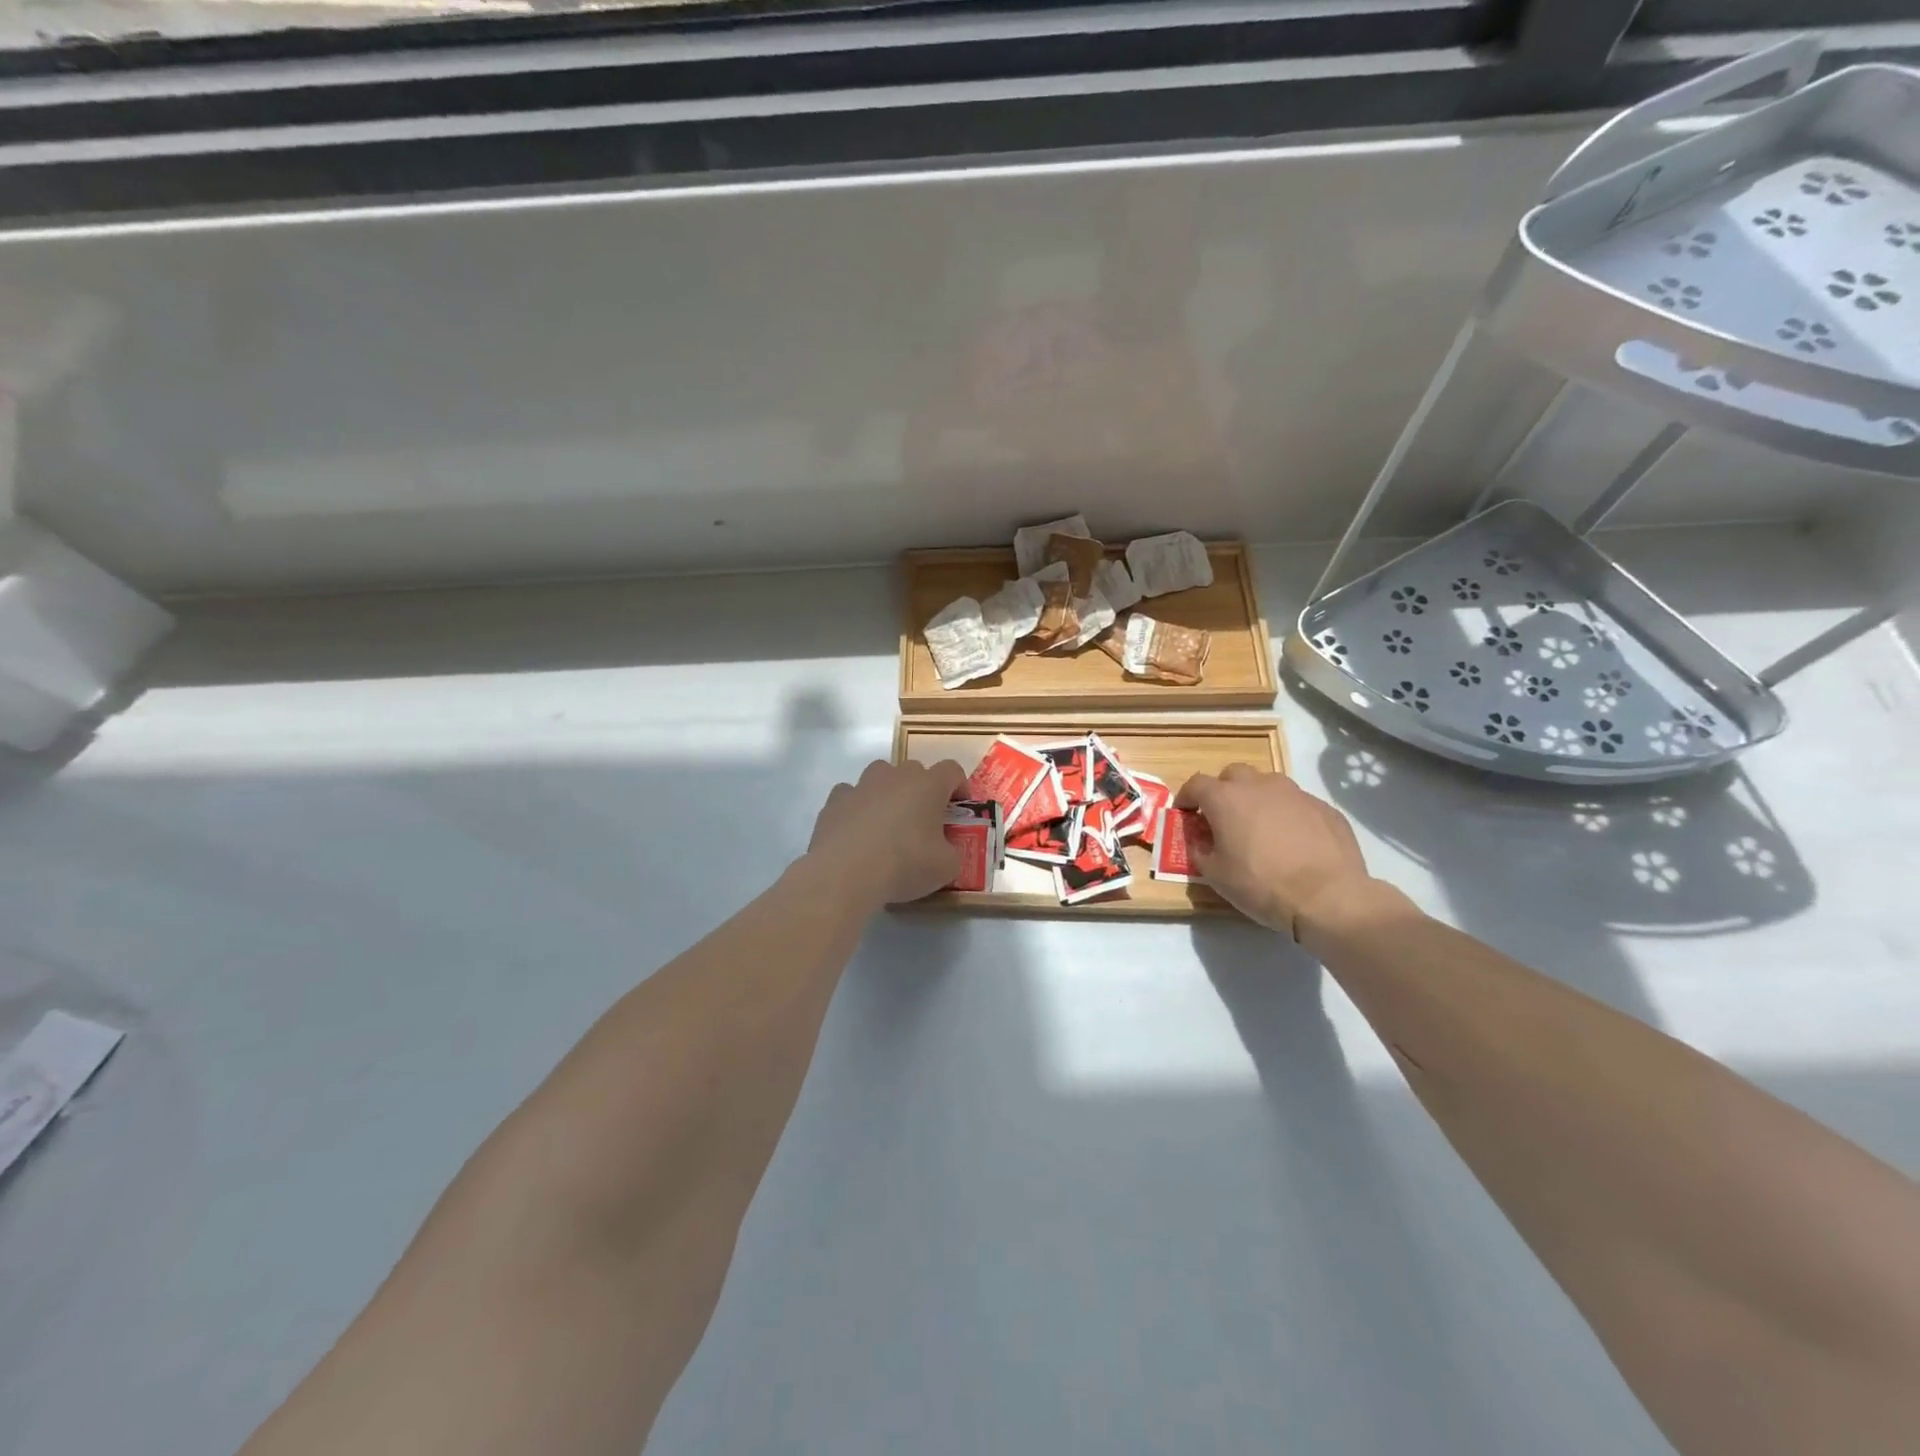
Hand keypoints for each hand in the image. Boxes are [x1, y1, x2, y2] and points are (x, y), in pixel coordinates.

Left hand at [806, 758, 968, 908]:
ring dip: (887, 792)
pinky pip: (850, 795)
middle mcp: (895, 776)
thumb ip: (951, 853)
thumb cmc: (904, 864)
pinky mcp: (834, 800)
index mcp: (928, 785)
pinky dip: (856, 807)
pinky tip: (856, 832)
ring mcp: (861, 785)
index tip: (958, 809)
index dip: (959, 786)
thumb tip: (945, 851)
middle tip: (922, 821)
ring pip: (879, 776)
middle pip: (914, 771)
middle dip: (921, 791)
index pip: (952, 770)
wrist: (845, 873)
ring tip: (886, 824)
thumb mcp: (945, 868)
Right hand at [1177, 765, 1373, 936]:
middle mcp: (1259, 786)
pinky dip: (1288, 815)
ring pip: (1268, 784)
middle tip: (1223, 817)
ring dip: (1258, 799)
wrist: (1327, 896)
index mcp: (1226, 798)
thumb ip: (1200, 851)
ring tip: (1260, 827)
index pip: (1196, 784)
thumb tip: (1200, 841)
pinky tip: (1294, 842)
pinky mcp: (1324, 808)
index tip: (1185, 813)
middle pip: (1233, 775)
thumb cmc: (1261, 884)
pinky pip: (1297, 804)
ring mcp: (1296, 793)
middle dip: (1223, 791)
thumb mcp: (1216, 875)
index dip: (1187, 797)